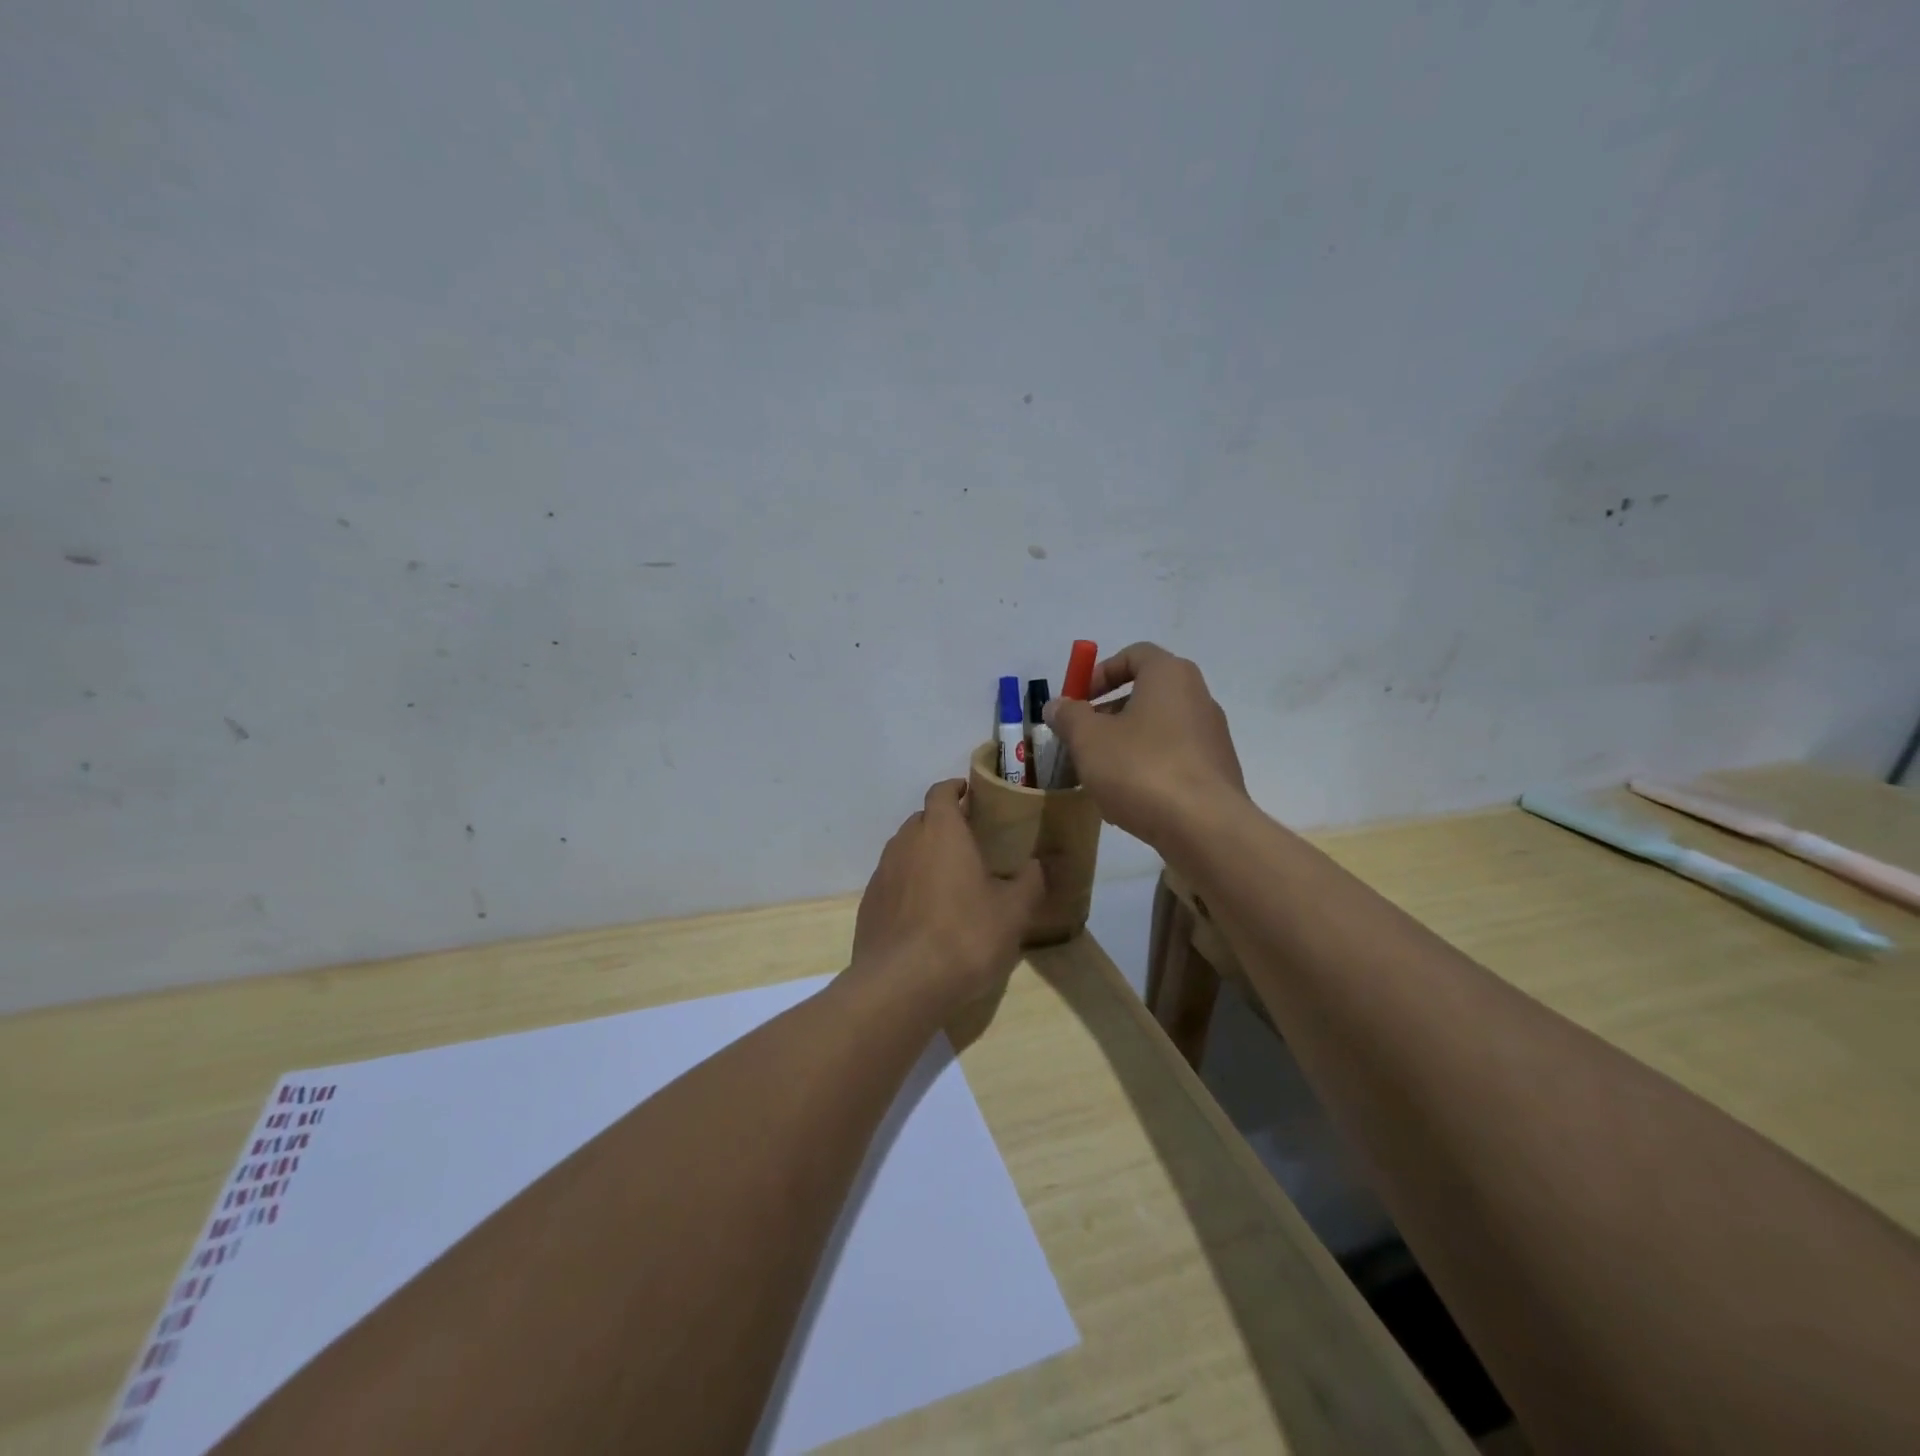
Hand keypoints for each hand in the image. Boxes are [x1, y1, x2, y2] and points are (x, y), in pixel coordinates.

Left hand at [851, 780, 1044, 1010]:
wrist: (901, 984)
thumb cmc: (965, 936)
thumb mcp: (1013, 912)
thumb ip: (1028, 882)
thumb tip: (1037, 864)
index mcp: (942, 832)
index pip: (941, 792)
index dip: (955, 788)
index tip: (970, 794)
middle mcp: (906, 843)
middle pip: (922, 819)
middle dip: (942, 824)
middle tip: (968, 842)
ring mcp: (882, 873)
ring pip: (904, 850)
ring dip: (924, 855)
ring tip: (948, 878)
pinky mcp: (869, 903)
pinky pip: (892, 881)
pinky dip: (908, 884)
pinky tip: (924, 912)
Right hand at [1044, 642, 1246, 848]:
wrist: (1204, 827)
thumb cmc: (1141, 768)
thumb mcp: (1088, 739)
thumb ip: (1068, 716)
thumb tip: (1057, 705)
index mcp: (1170, 675)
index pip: (1134, 654)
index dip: (1100, 672)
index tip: (1079, 700)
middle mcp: (1198, 696)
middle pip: (1146, 693)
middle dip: (1108, 713)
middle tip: (1082, 740)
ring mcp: (1212, 735)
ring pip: (1158, 729)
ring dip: (1125, 744)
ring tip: (1100, 775)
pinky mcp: (1217, 771)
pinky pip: (1174, 758)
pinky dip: (1148, 768)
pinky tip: (1129, 799)